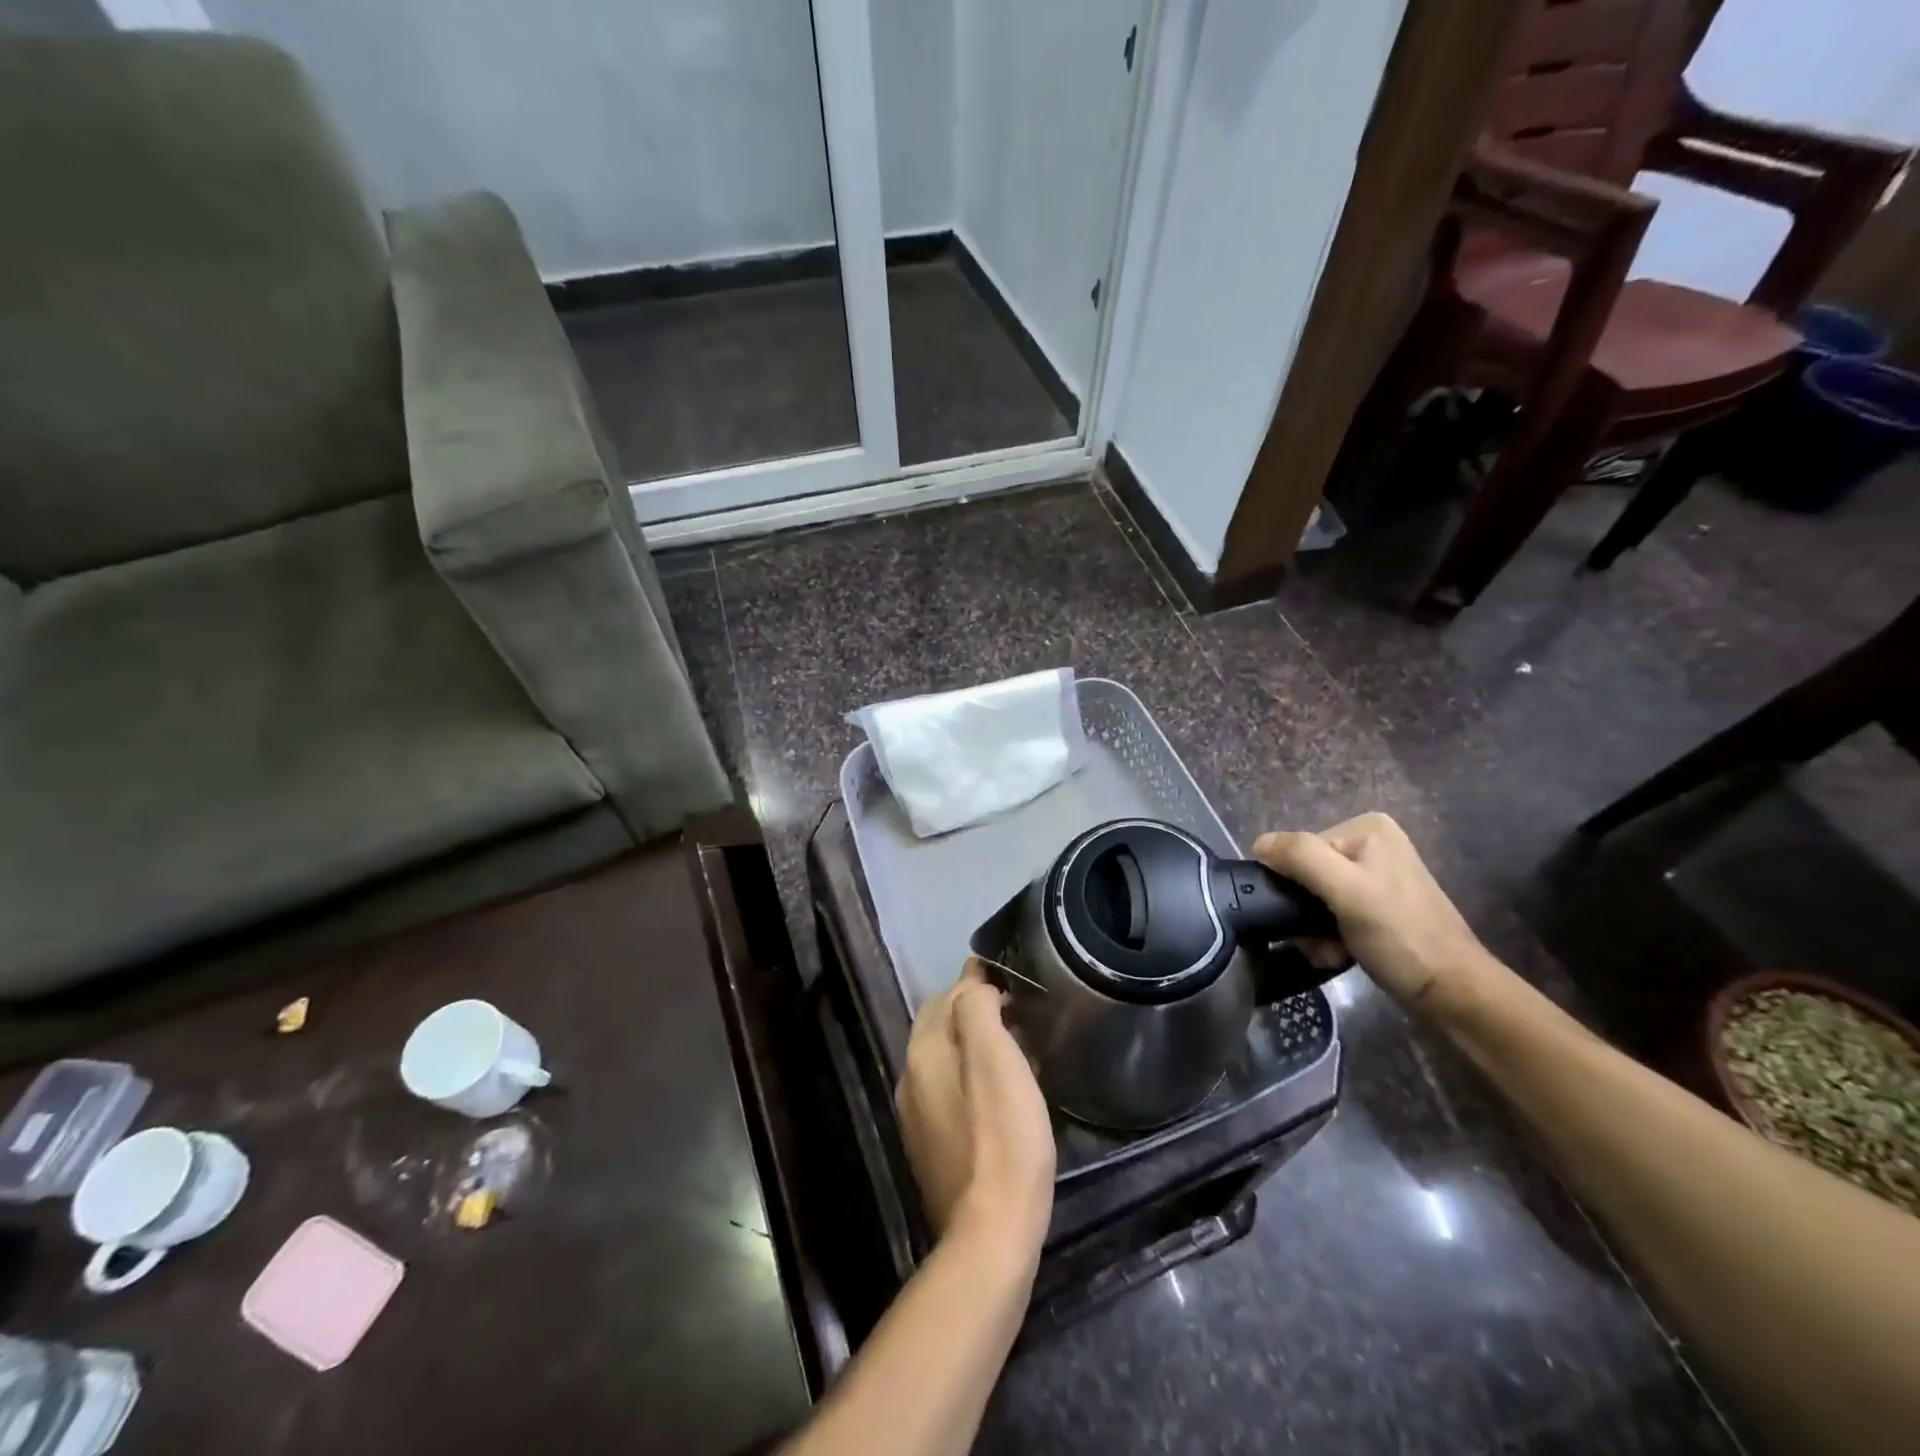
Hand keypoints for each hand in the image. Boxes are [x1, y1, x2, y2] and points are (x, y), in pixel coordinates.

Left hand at [896, 960, 1055, 1265]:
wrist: (992, 1233)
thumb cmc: (1003, 1136)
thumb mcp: (996, 1057)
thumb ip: (977, 1008)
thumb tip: (975, 985)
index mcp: (923, 1052)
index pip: (947, 994)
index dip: (978, 980)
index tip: (1010, 976)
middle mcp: (910, 1078)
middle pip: (940, 1025)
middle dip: (973, 1008)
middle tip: (1016, 1007)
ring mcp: (917, 1116)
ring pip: (945, 1058)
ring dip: (974, 1042)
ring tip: (1015, 1043)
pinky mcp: (931, 1146)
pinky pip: (950, 1090)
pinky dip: (972, 1075)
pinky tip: (1001, 1089)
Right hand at [1254, 813, 1489, 1012]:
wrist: (1453, 993)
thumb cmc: (1401, 936)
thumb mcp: (1347, 890)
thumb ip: (1301, 858)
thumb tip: (1258, 843)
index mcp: (1365, 828)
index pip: (1299, 849)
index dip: (1295, 886)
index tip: (1308, 920)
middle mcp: (1370, 843)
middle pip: (1306, 873)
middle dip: (1305, 912)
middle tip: (1321, 941)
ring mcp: (1374, 875)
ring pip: (1314, 897)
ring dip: (1313, 929)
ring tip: (1332, 952)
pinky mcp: (1377, 904)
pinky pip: (1331, 912)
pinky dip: (1328, 935)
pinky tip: (1340, 954)